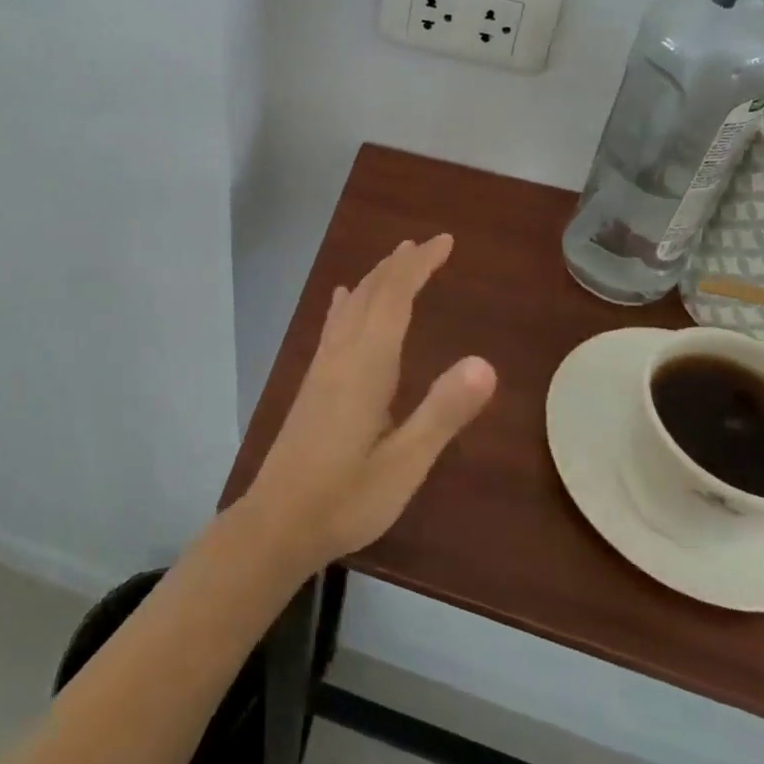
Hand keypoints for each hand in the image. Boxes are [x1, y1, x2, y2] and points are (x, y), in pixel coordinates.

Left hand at [243, 235, 496, 572]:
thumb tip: (486, 362)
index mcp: (366, 365)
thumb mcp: (404, 464)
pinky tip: (343, 299)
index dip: (419, 265)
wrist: (277, 522)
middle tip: (429, 244)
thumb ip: (443, 413)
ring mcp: (323, 367)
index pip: (395, 297)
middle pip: (372, 293)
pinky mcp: (313, 383)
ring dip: (376, 278)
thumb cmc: (346, 498)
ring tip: (397, 260)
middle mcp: (342, 354)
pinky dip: (347, 303)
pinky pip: (334, 325)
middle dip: (401, 264)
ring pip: (351, 306)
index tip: (445, 242)